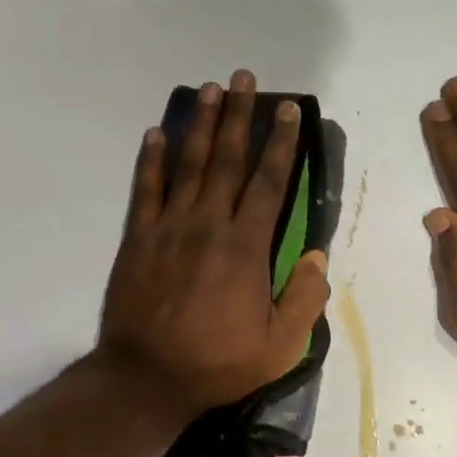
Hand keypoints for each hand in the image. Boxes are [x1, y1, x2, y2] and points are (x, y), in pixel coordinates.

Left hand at [100, 70, 330, 417]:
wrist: (147, 378)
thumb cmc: (218, 363)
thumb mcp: (281, 346)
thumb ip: (305, 298)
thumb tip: (318, 255)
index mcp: (246, 247)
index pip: (269, 183)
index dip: (281, 143)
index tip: (288, 110)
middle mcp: (208, 225)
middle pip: (227, 160)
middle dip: (239, 116)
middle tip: (244, 79)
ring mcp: (168, 228)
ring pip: (188, 165)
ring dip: (200, 125)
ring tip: (209, 89)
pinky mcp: (137, 239)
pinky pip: (145, 189)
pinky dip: (151, 159)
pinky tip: (156, 132)